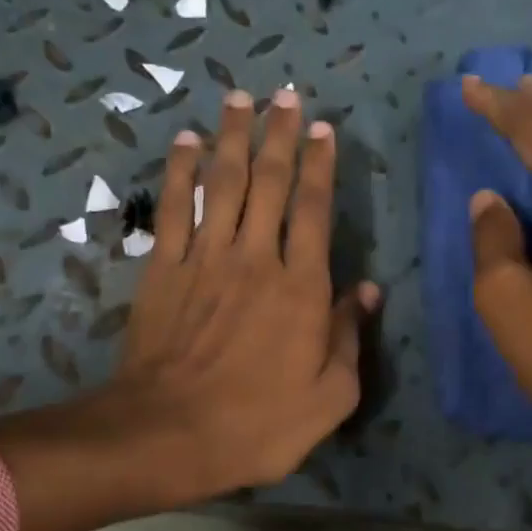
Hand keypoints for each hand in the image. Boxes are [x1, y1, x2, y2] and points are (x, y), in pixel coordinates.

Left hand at [112, 86, 378, 494]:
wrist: (170, 434)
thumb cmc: (260, 423)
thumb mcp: (330, 397)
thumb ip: (349, 338)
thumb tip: (367, 291)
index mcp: (301, 287)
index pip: (315, 210)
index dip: (322, 166)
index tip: (325, 129)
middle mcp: (255, 258)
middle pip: (270, 183)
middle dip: (280, 135)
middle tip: (285, 96)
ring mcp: (205, 260)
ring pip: (222, 184)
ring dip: (232, 138)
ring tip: (239, 99)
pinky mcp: (164, 271)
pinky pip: (173, 209)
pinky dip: (179, 173)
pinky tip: (184, 144)